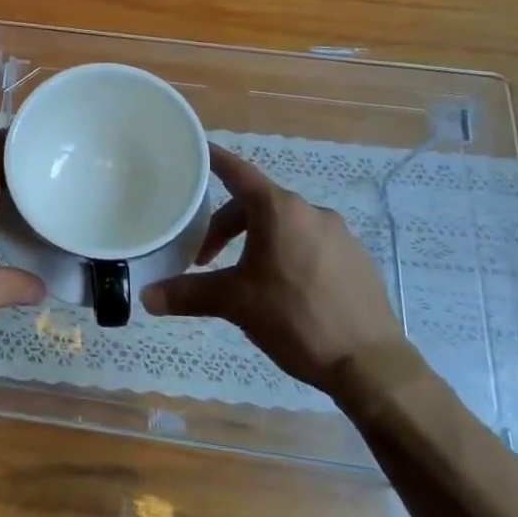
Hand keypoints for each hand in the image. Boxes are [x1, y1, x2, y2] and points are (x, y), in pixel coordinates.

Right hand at [141, 145, 404, 384]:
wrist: (370, 364)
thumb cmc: (295, 319)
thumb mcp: (235, 303)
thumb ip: (188, 294)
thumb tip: (147, 297)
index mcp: (279, 210)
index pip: (238, 173)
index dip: (215, 160)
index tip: (197, 152)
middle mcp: (311, 211)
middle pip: (258, 204)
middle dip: (227, 226)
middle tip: (207, 260)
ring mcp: (339, 235)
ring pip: (285, 226)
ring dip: (257, 241)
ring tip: (245, 277)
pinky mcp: (356, 259)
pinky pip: (310, 244)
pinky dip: (288, 254)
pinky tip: (284, 291)